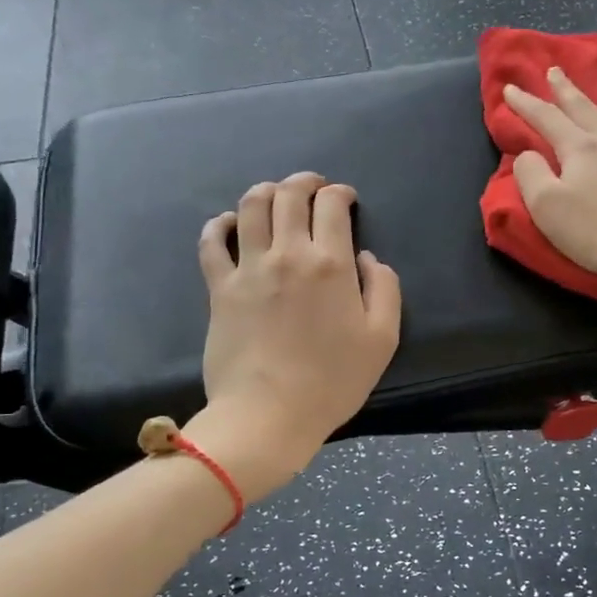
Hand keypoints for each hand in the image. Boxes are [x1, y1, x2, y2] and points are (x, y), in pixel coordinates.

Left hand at [189, 172, 401, 500]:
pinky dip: (219, 224)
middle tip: (313, 188)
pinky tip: (228, 224)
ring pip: (250, 207)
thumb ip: (384, 289)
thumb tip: (367, 258)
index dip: (340, 194)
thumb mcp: (382, 339)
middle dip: (304, 182)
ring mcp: (248, 268)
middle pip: (289, 195)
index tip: (345, 200)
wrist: (268, 414)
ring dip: (265, 192)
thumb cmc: (332, 381)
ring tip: (275, 197)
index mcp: (330, 263)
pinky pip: (212, 242)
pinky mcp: (219, 288)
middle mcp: (287, 254)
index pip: (331, 205)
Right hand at [503, 68, 596, 302]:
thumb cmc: (595, 232)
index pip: (546, 119)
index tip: (510, 88)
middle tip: (554, 70)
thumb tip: (529, 153)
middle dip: (565, 89)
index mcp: (579, 149)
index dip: (526, 103)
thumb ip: (531, 174)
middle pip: (584, 107)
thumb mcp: (546, 207)